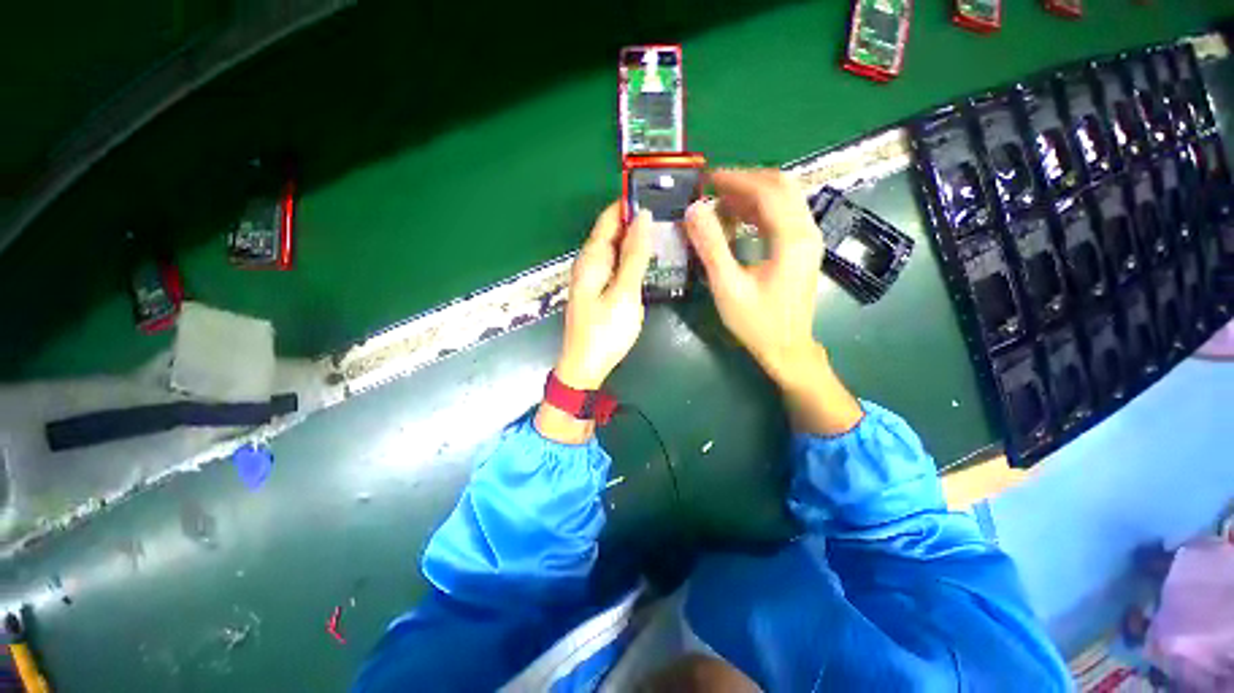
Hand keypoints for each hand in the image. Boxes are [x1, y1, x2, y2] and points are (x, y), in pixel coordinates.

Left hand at [537, 203, 651, 443]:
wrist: (585, 367)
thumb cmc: (606, 331)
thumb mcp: (624, 292)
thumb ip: (634, 255)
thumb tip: (644, 217)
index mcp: (592, 259)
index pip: (609, 218)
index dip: (629, 202)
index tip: (656, 192)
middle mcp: (588, 263)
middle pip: (611, 232)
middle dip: (635, 220)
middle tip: (668, 213)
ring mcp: (592, 277)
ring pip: (614, 249)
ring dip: (635, 239)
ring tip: (664, 232)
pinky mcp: (598, 290)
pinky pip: (615, 264)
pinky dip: (630, 257)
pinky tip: (647, 260)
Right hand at [684, 169, 862, 434]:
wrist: (787, 348)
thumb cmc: (756, 322)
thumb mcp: (728, 286)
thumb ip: (711, 246)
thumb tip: (693, 210)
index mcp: (792, 238)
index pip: (767, 190)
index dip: (736, 179)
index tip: (707, 179)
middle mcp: (807, 231)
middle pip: (781, 186)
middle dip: (745, 181)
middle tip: (713, 187)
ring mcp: (808, 239)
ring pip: (784, 198)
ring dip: (752, 194)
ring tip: (719, 202)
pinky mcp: (802, 248)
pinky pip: (783, 215)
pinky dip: (759, 210)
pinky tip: (737, 220)